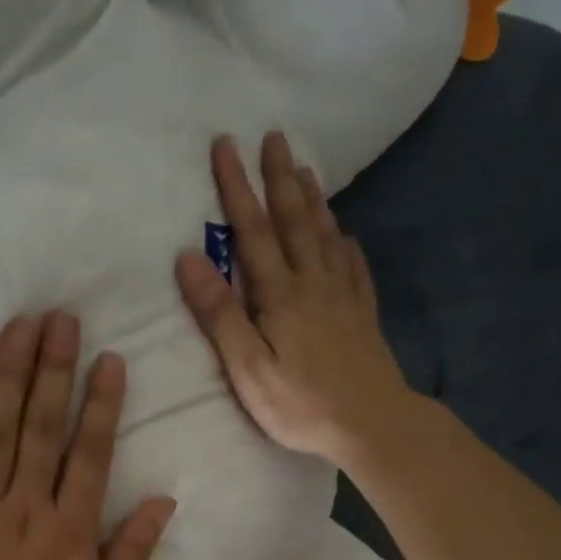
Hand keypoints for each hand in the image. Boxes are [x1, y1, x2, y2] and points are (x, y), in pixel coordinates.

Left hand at [0, 312, 175, 559]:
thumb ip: (131, 553)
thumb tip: (163, 500)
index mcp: (71, 532)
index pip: (91, 453)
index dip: (101, 403)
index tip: (107, 359)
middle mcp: (27, 509)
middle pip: (42, 427)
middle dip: (53, 369)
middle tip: (58, 318)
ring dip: (7, 374)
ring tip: (16, 326)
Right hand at [176, 131, 414, 470]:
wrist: (372, 424)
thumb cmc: (301, 403)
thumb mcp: (247, 368)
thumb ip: (219, 314)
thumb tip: (189, 257)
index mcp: (280, 294)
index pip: (253, 230)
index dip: (237, 186)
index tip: (226, 145)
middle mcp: (313, 282)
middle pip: (295, 219)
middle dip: (280, 177)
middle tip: (273, 136)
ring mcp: (343, 295)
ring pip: (326, 234)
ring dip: (313, 198)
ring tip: (304, 168)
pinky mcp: (363, 313)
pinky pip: (354, 265)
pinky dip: (346, 242)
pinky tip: (345, 233)